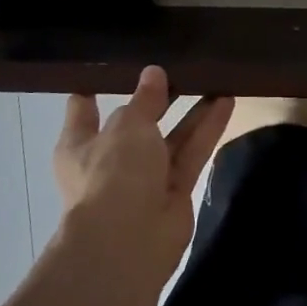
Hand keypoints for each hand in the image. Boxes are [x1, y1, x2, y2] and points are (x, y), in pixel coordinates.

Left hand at [54, 67, 233, 270]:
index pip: (83, 109)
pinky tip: (226, 102)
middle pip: (136, 122)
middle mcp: (110, 160)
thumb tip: (153, 73)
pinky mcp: (174, 191)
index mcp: (80, 144)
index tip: (113, 65)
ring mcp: (143, 178)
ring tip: (215, 80)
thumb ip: (144, 99)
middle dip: (157, 99)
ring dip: (192, 112)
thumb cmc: (113, 173)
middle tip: (180, 67)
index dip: (96, 87)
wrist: (129, 240)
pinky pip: (191, 154)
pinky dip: (207, 130)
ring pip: (171, 137)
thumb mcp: (128, 125)